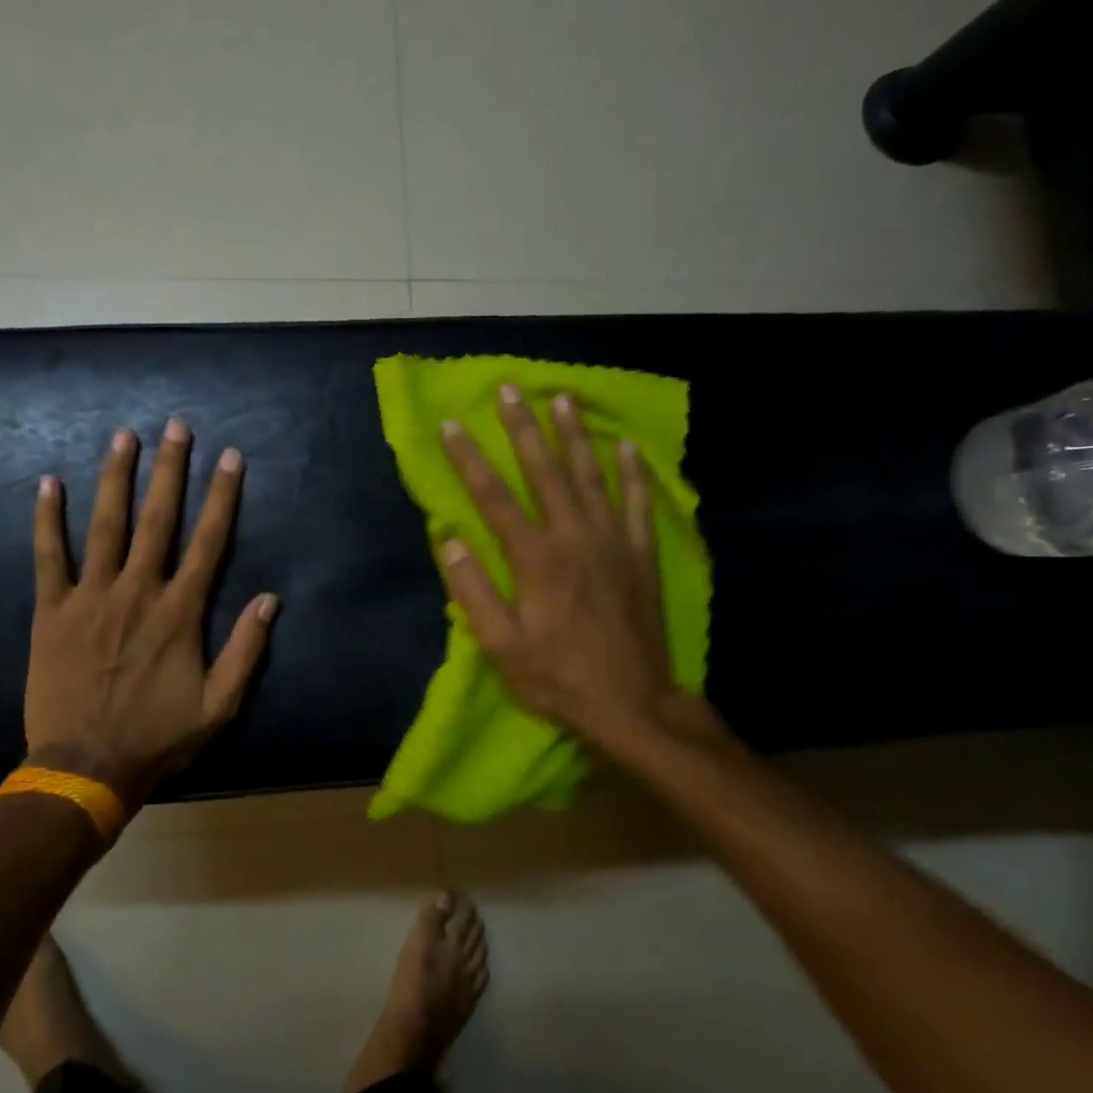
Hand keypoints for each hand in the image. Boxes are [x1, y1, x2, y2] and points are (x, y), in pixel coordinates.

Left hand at [25, 419, 277, 809]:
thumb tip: (270, 599)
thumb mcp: (219, 705)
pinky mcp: (53, 611)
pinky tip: (49, 483)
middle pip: (157, 519)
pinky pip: (49, 556)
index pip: (208, 541)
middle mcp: (138, 591)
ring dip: (115, 478)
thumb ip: (246, 650)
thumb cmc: (157, 737)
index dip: (221, 496)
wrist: (85, 766)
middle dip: (169, 469)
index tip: (229, 458)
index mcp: (179, 612)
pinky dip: (48, 519)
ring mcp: (91, 597)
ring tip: (122, 437)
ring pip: (105, 525)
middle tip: (175, 427)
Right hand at [438, 386, 722, 760]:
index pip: (494, 497)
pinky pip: (638, 503)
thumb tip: (451, 540)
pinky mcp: (641, 555)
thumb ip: (473, 591)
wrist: (633, 703)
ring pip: (592, 475)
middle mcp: (574, 537)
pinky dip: (634, 472)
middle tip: (510, 389)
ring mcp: (613, 542)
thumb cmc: (558, 676)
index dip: (470, 459)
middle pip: (545, 471)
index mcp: (535, 559)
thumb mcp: (501, 645)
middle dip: (523, 427)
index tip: (452, 425)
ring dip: (576, 435)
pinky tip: (628, 446)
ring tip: (564, 399)